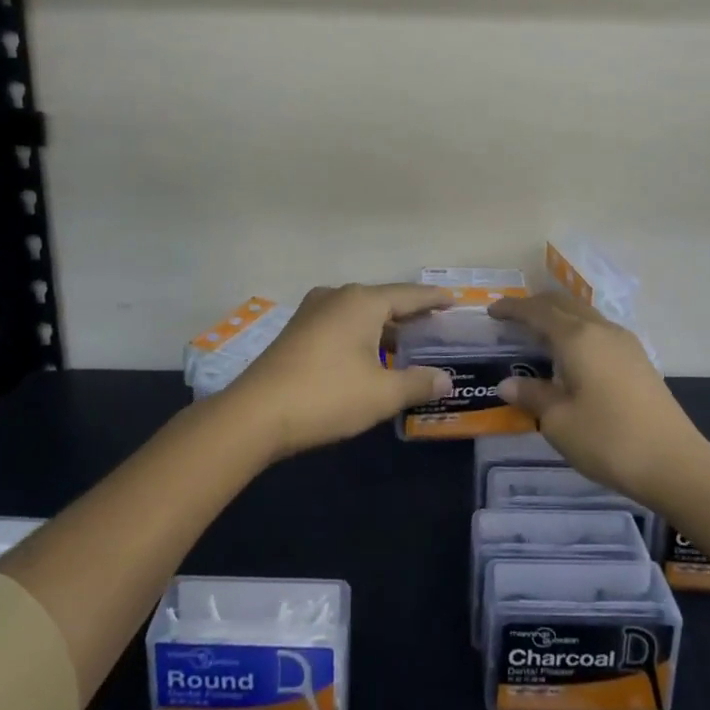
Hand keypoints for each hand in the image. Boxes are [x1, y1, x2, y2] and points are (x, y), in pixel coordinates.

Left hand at [226, 283, 453, 459]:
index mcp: (362, 301)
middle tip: (436, 325)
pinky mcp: (297, 331)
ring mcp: (313, 312)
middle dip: (410, 314)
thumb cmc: (327, 396)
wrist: (255, 414)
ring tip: (408, 344)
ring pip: (360, 314)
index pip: (409, 295)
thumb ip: (417, 383)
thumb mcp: (381, 394)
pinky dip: (362, 335)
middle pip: (383, 301)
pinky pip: (341, 324)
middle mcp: (338, 296)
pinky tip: (370, 356)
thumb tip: (445, 379)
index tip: (454, 300)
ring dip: (384, 328)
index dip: (433, 300)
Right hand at [488, 294, 709, 506]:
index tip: (492, 311)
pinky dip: (577, 331)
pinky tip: (572, 355)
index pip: (537, 311)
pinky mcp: (638, 359)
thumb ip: (532, 396)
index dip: (512, 308)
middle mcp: (600, 330)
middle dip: (535, 305)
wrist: (675, 463)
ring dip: (559, 317)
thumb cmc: (608, 439)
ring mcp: (624, 343)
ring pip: (584, 315)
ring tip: (539, 334)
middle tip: (512, 318)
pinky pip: (598, 331)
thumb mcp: (558, 422)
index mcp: (576, 338)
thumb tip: (508, 383)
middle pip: (563, 304)